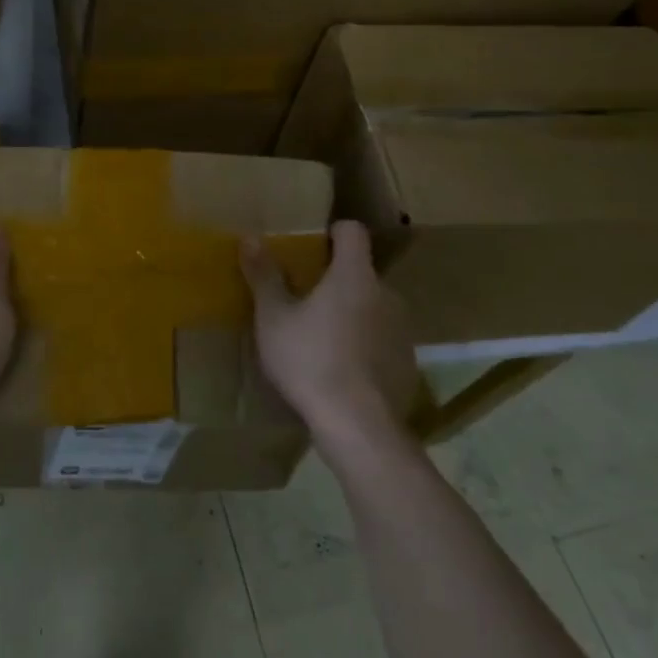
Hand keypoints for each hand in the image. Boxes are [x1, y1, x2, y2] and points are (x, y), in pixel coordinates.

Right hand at [240, 220, 416, 458]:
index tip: (312, 247)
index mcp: (354, 275)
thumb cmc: (310, 360)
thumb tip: (250, 237)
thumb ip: (264, 276)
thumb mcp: (273, 318)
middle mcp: (386, 294)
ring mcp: (402, 330)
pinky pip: (382, 340)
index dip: (333, 232)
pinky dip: (364, 345)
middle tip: (305, 301)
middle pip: (361, 272)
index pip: (353, 232)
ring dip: (351, 313)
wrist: (357, 426)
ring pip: (373, 307)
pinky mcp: (408, 363)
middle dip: (336, 280)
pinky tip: (342, 370)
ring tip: (322, 339)